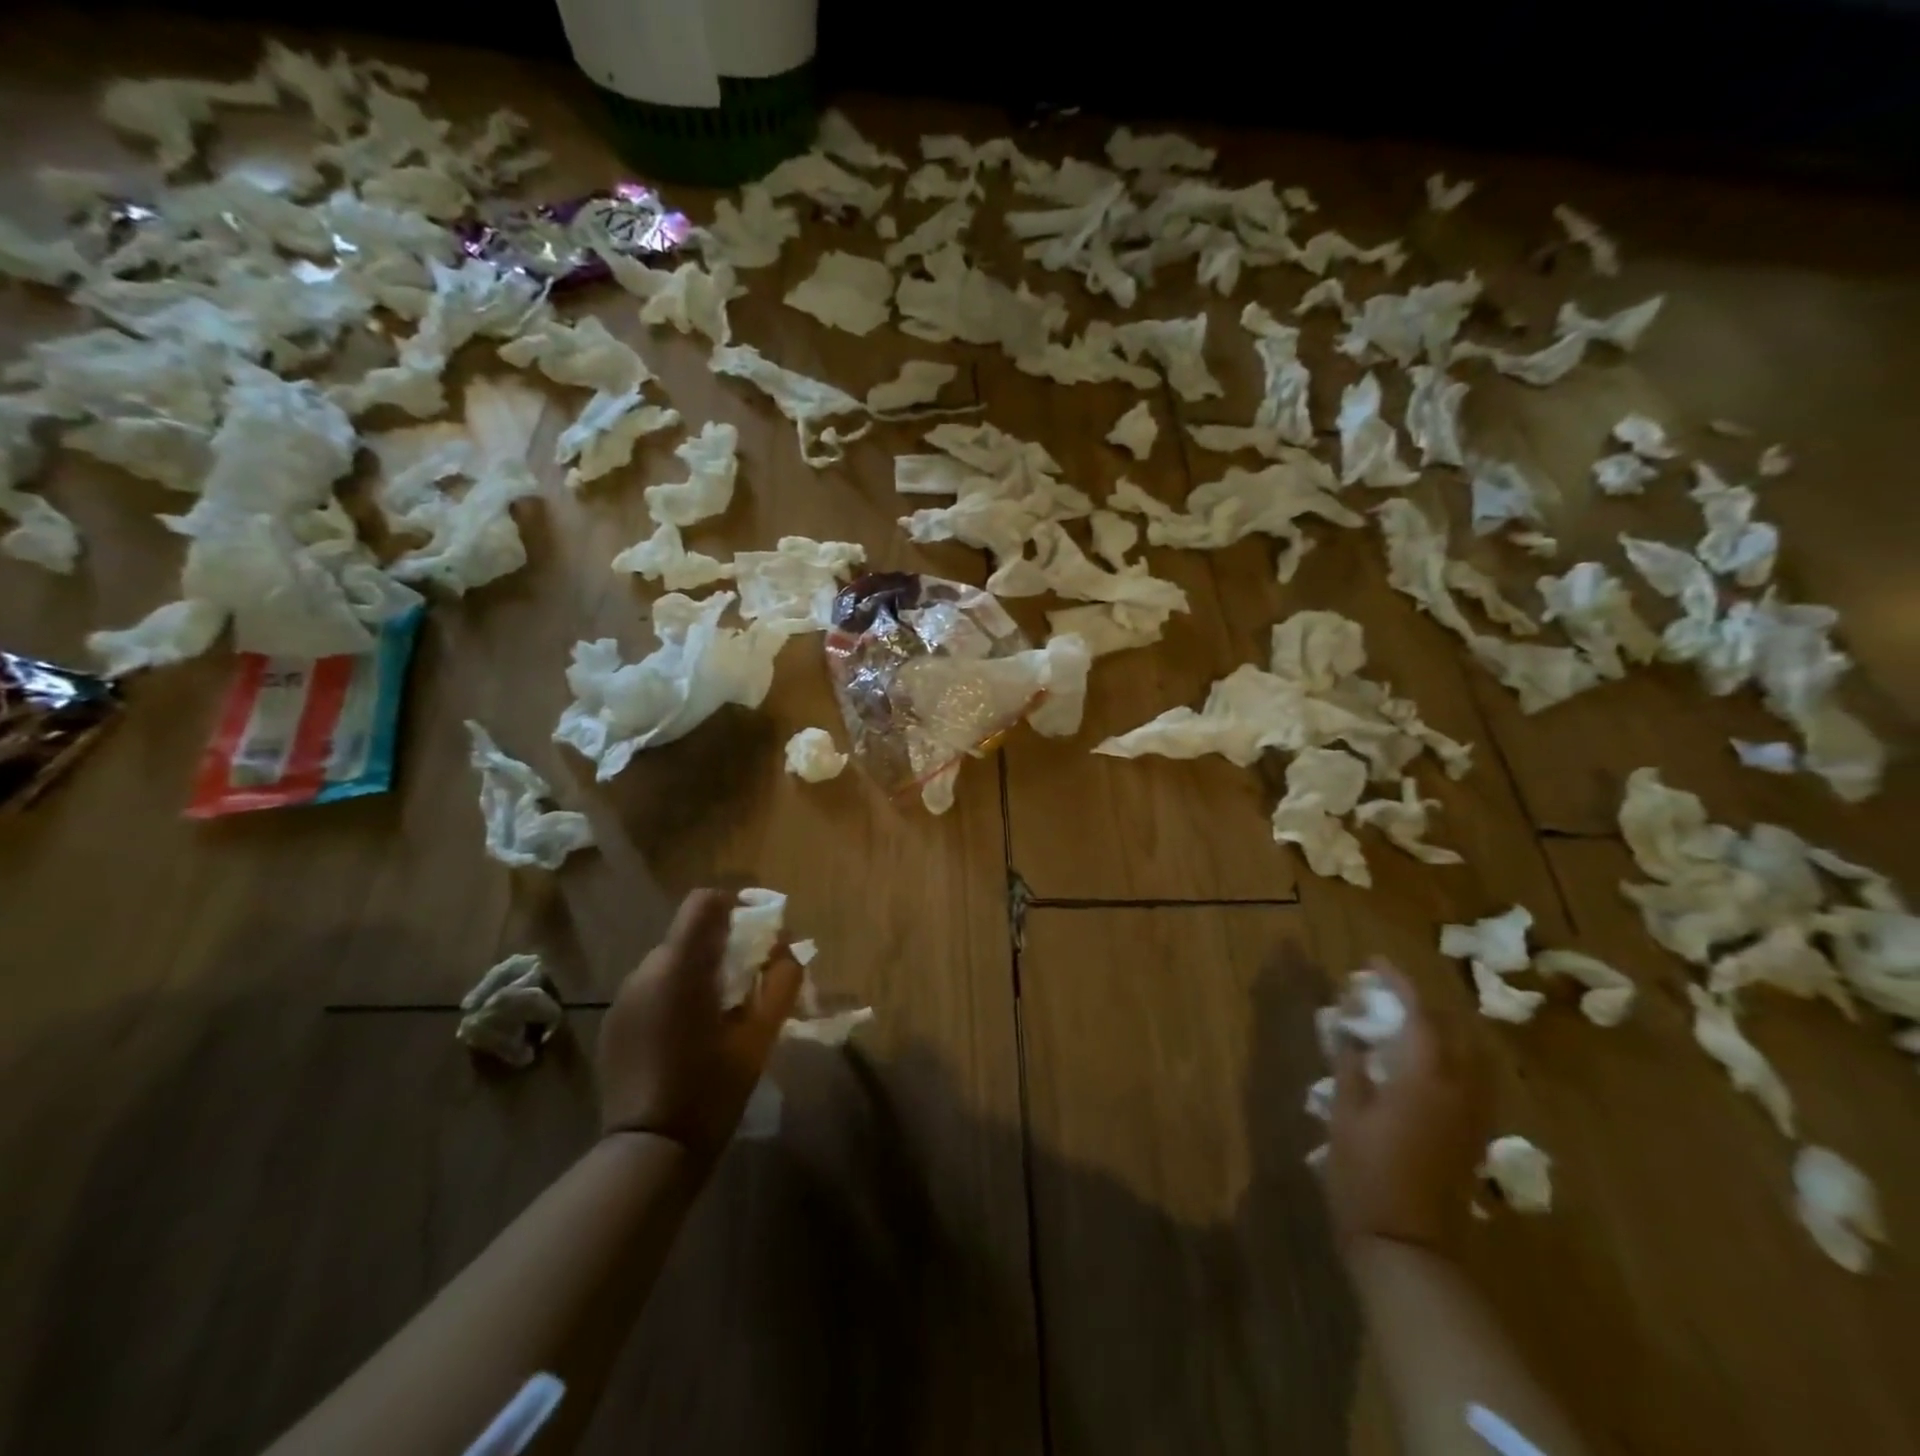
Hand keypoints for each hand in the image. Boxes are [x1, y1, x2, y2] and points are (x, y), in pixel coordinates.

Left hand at [597, 889, 803, 1162]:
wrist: (649, 1151)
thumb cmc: (712, 1090)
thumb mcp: (760, 1036)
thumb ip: (781, 983)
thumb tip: (789, 951)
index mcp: (680, 967)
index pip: (704, 903)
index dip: (734, 906)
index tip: (758, 934)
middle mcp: (645, 971)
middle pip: (690, 934)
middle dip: (723, 946)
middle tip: (749, 981)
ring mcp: (624, 998)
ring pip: (671, 962)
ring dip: (699, 971)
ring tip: (721, 1012)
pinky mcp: (615, 1023)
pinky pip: (653, 989)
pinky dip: (676, 994)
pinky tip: (689, 1034)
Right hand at [1325, 964, 1488, 1260]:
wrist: (1405, 1243)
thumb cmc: (1365, 1174)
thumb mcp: (1344, 1114)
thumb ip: (1350, 1067)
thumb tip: (1348, 1034)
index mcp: (1426, 1080)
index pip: (1420, 1015)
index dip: (1398, 982)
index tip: (1373, 962)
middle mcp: (1460, 1091)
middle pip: (1456, 1031)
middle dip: (1425, 1003)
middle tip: (1389, 994)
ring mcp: (1473, 1116)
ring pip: (1472, 1056)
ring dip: (1442, 1030)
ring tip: (1406, 1023)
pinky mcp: (1473, 1137)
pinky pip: (1472, 1080)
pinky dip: (1451, 1057)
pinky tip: (1421, 1064)